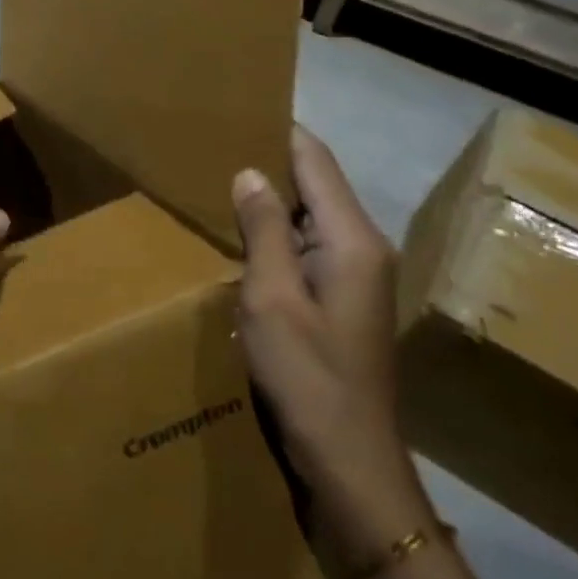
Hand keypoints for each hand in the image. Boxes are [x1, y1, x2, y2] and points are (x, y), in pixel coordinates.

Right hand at [234, 126, 426, 557]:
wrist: (351, 466)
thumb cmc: (308, 377)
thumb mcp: (272, 298)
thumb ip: (263, 229)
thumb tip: (250, 172)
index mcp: (351, 238)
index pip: (314, 158)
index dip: (277, 131)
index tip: (235, 113)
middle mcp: (363, 246)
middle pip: (315, 183)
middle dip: (269, 163)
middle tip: (215, 147)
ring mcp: (357, 275)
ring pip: (311, 216)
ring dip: (271, 201)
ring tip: (220, 182)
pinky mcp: (345, 299)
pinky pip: (309, 246)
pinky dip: (278, 234)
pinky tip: (243, 237)